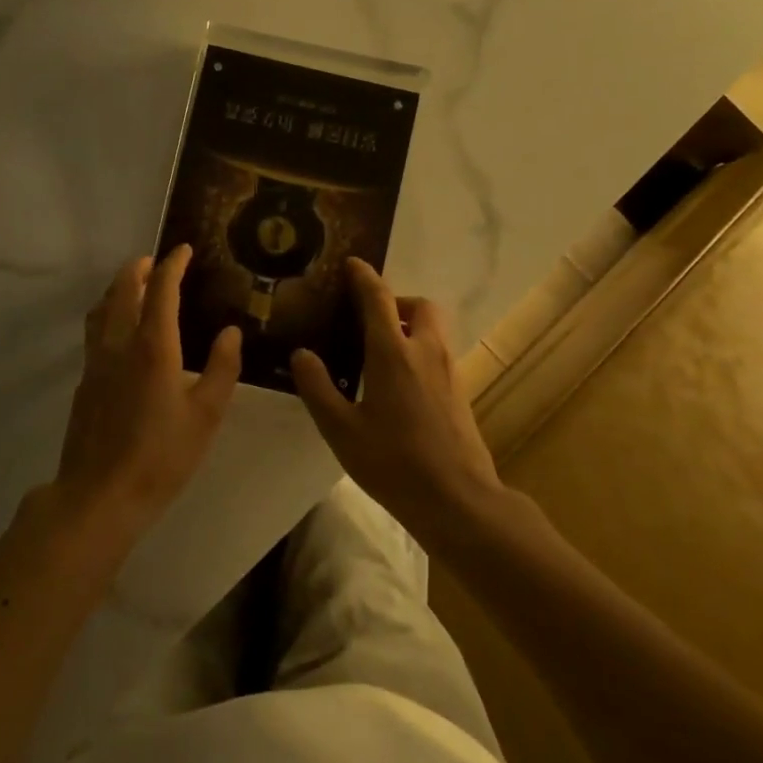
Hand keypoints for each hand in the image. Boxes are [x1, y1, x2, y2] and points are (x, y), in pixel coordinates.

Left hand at [53, 245, 242, 547]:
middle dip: (139, 269)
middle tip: (155, 261)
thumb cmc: (161, 456)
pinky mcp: (84, 382)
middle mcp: (119, 344)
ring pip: (102, 309)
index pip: (161, 290)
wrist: (100, 494)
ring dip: (118, 288)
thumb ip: (222, 368)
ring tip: (133, 285)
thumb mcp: (206, 415)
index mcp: (153, 347)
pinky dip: (108, 314)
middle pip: (123, 291)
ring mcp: (96, 362)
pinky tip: (118, 330)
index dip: (172, 265)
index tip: (183, 250)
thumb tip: (231, 331)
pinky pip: (94, 332)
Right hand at [291, 258, 502, 537]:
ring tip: (379, 349)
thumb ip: (318, 387)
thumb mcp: (341, 429)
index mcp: (393, 352)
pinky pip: (438, 352)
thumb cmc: (394, 462)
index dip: (364, 276)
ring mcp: (448, 371)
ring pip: (433, 329)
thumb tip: (302, 354)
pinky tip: (398, 381)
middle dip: (397, 300)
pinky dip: (419, 348)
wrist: (458, 499)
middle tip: (370, 318)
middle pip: (420, 305)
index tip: (352, 263)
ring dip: (410, 324)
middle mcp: (425, 351)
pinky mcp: (460, 391)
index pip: (379, 298)